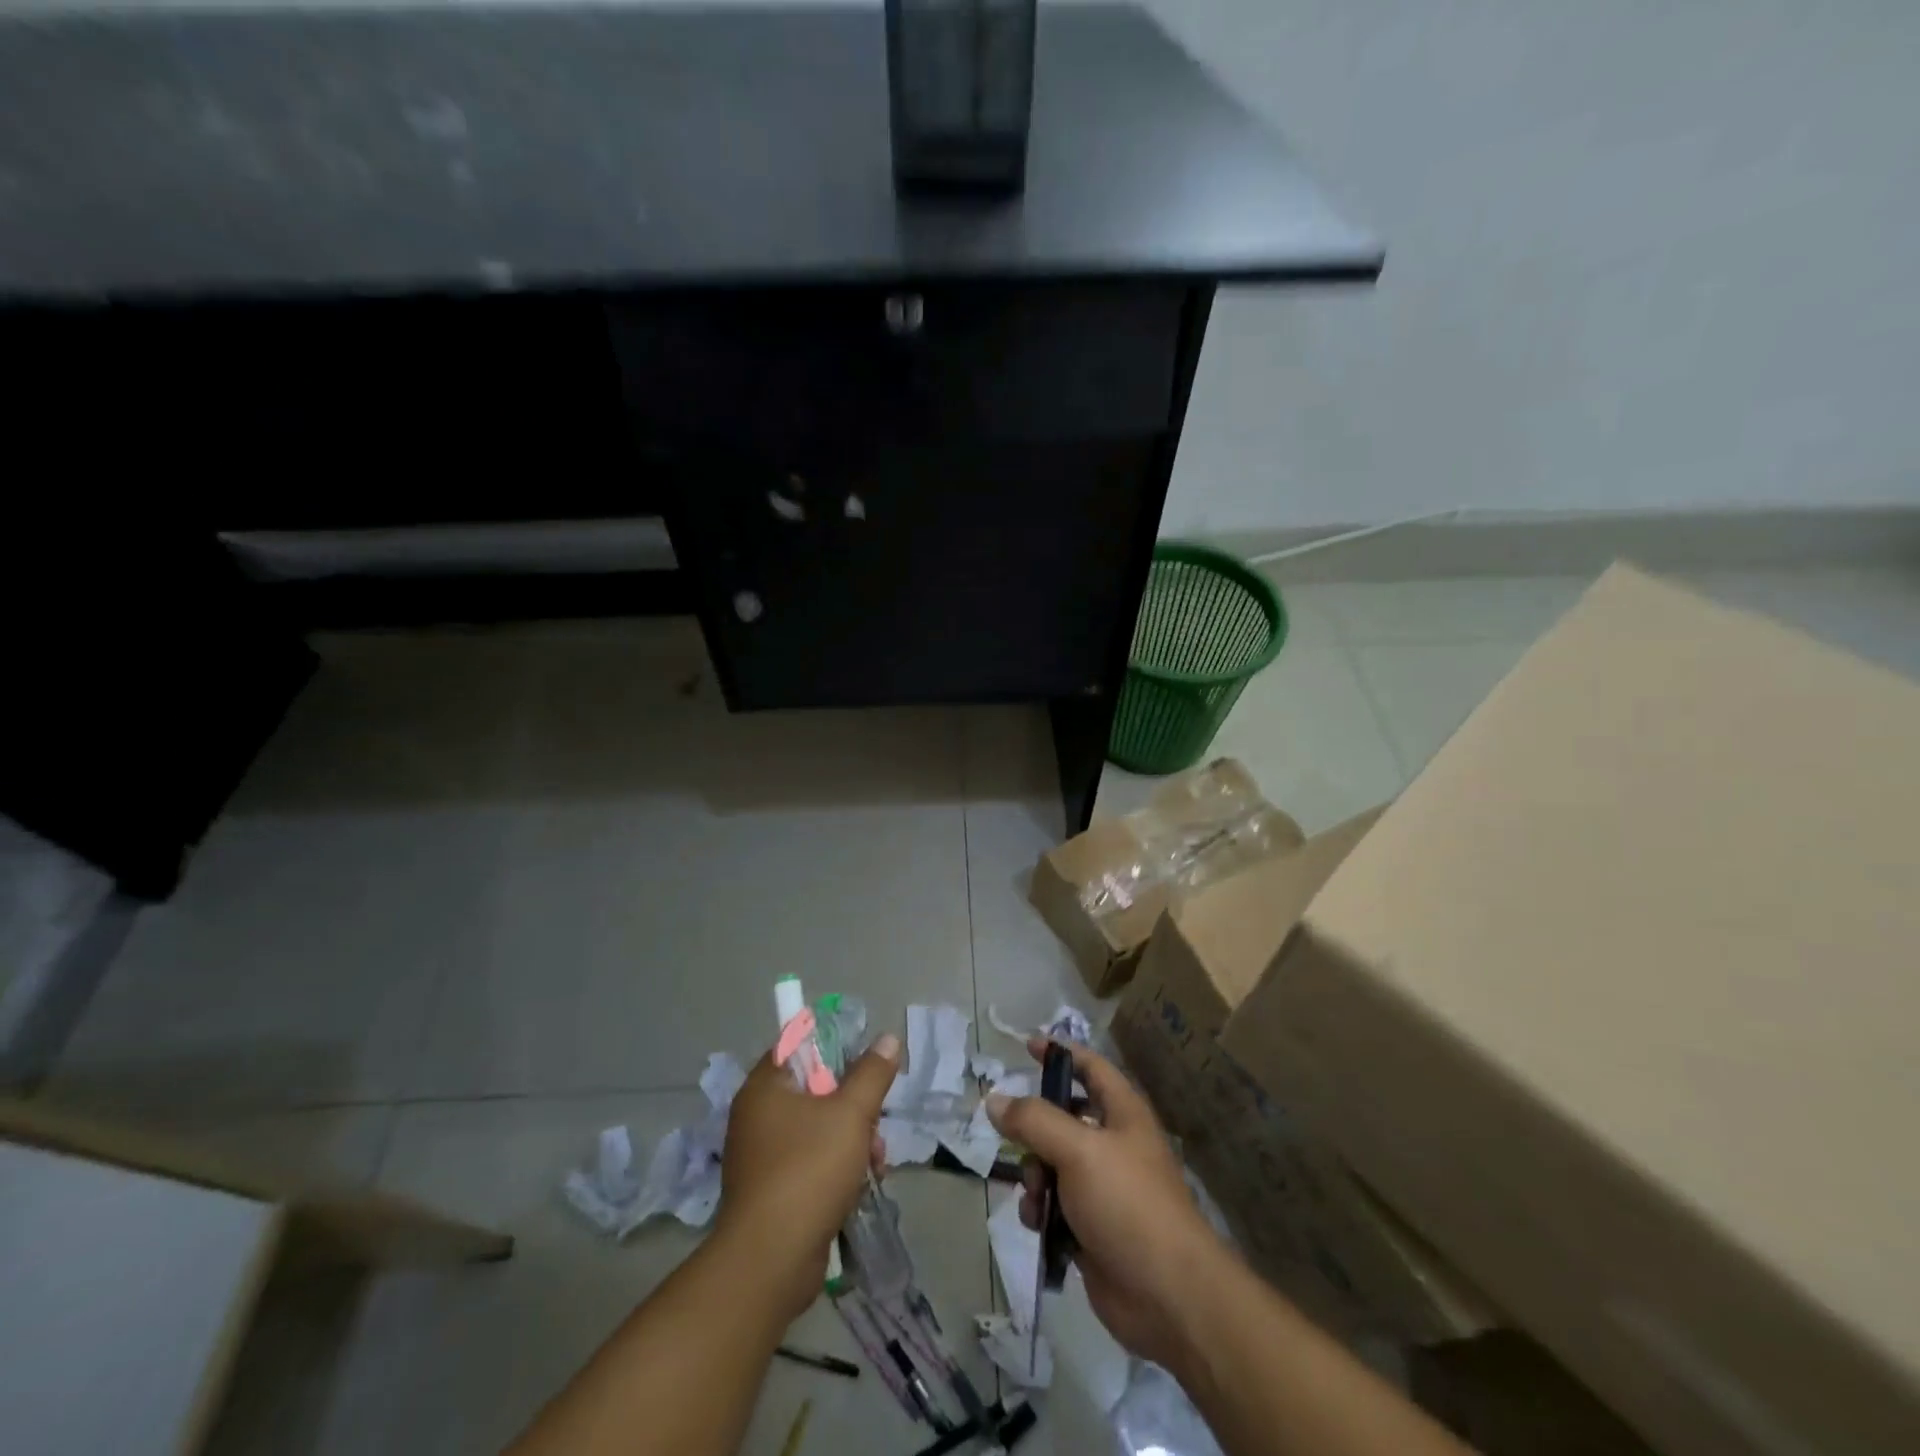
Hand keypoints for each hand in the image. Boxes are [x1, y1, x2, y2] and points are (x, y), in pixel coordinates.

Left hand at [715, 1032, 898, 1319]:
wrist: (770, 1262)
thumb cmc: (807, 1171)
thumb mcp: (851, 1113)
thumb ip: (872, 1073)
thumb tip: (887, 1038)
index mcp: (765, 1087)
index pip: (798, 1045)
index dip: (834, 1048)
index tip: (864, 1066)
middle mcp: (757, 1115)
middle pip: (815, 1089)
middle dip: (854, 1106)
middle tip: (875, 1124)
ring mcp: (762, 1155)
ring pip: (818, 1128)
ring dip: (852, 1140)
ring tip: (875, 1162)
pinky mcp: (771, 1190)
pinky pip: (810, 1161)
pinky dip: (836, 1168)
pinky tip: (860, 1185)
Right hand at [986, 1037, 1228, 1373]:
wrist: (1168, 1296)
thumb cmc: (1127, 1204)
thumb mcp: (1078, 1150)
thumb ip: (1033, 1120)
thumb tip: (995, 1099)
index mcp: (1122, 1113)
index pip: (1090, 1067)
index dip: (1061, 1052)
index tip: (1027, 1045)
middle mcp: (1113, 1144)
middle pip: (1062, 1118)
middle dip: (1034, 1130)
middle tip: (1016, 1140)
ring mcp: (1102, 1187)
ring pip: (1051, 1163)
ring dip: (1034, 1176)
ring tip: (1037, 1196)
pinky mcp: (1091, 1227)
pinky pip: (1053, 1204)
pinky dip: (1041, 1210)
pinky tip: (1038, 1225)